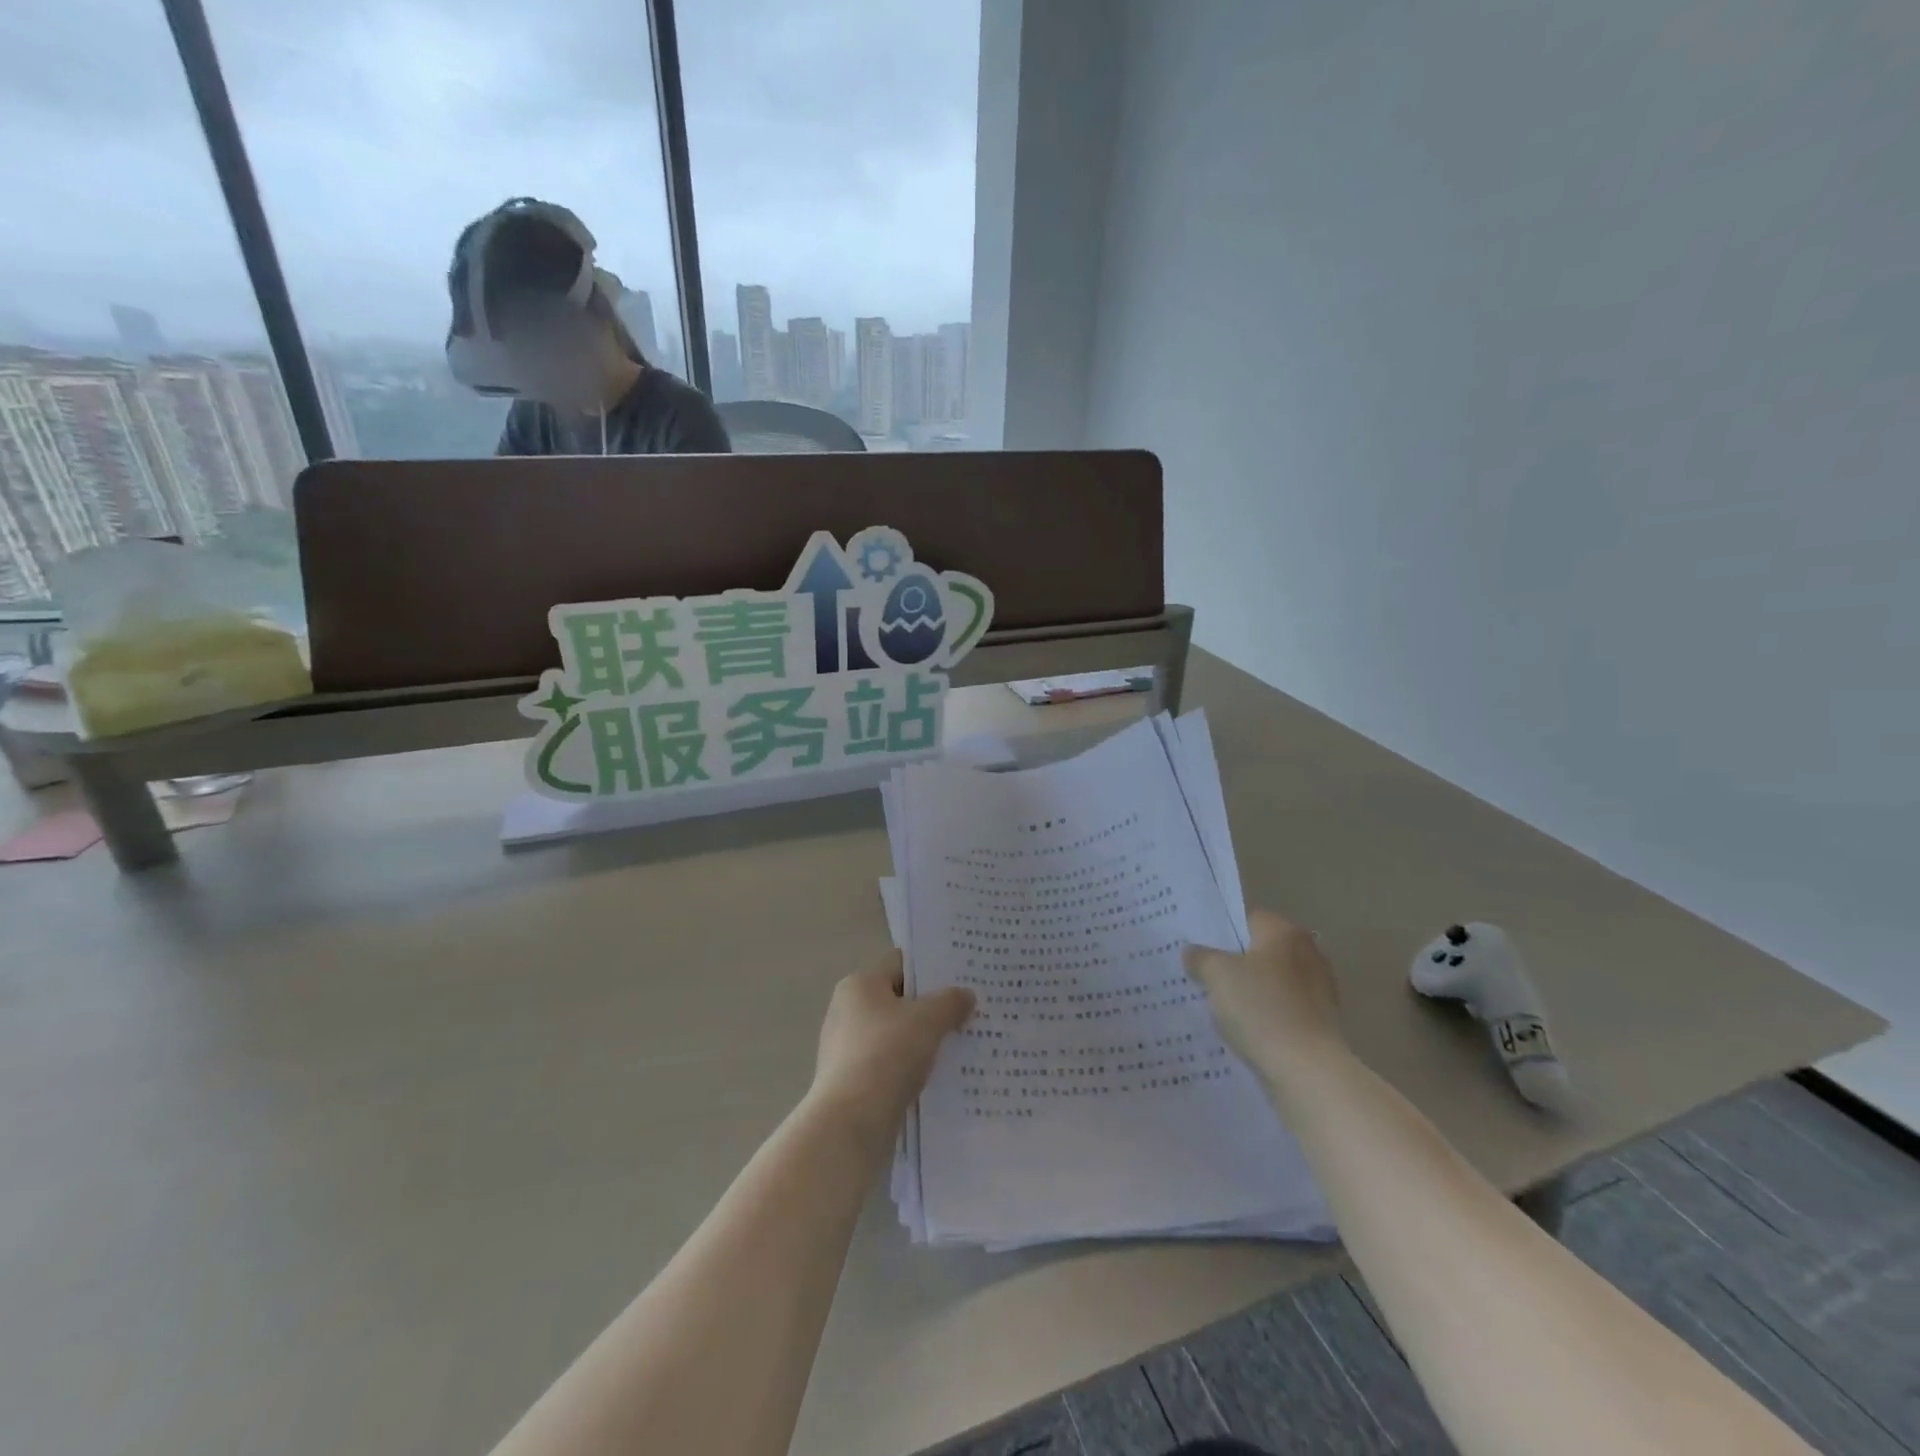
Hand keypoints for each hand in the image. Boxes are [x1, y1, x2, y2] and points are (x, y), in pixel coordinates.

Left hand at [811, 951, 974, 1134]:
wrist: (852, 1121)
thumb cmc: (888, 1053)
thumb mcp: (929, 1020)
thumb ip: (950, 1002)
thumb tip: (965, 994)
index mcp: (859, 984)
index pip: (900, 964)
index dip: (931, 970)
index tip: (960, 981)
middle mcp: (846, 1010)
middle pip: (897, 999)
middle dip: (929, 1008)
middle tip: (964, 1014)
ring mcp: (844, 1047)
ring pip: (893, 1035)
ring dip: (920, 1041)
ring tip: (956, 1048)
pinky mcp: (848, 1081)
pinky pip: (886, 1064)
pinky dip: (907, 1068)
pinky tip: (933, 1078)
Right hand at [1184, 910, 1347, 1083]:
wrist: (1307, 1072)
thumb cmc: (1261, 1009)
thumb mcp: (1217, 975)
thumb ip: (1201, 957)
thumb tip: (1193, 952)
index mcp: (1285, 932)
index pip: (1244, 918)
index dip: (1217, 931)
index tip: (1194, 946)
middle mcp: (1307, 953)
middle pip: (1258, 951)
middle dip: (1231, 962)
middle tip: (1198, 973)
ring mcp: (1317, 990)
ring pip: (1269, 982)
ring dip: (1247, 991)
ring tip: (1214, 1004)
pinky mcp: (1319, 1022)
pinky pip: (1280, 1009)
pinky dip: (1262, 1015)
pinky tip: (1240, 1028)